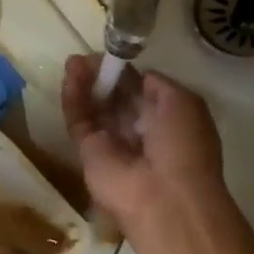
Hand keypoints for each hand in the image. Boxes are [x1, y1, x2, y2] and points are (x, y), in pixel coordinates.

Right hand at [61, 55, 227, 237]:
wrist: (165, 199)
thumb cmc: (183, 147)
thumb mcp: (183, 103)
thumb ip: (158, 85)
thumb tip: (138, 76)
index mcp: (166, 121)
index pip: (140, 91)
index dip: (126, 73)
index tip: (113, 54)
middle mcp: (139, 132)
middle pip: (114, 98)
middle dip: (102, 76)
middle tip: (86, 56)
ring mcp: (112, 143)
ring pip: (93, 107)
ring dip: (84, 82)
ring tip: (74, 61)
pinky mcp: (88, 153)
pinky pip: (78, 120)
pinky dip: (73, 98)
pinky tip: (70, 75)